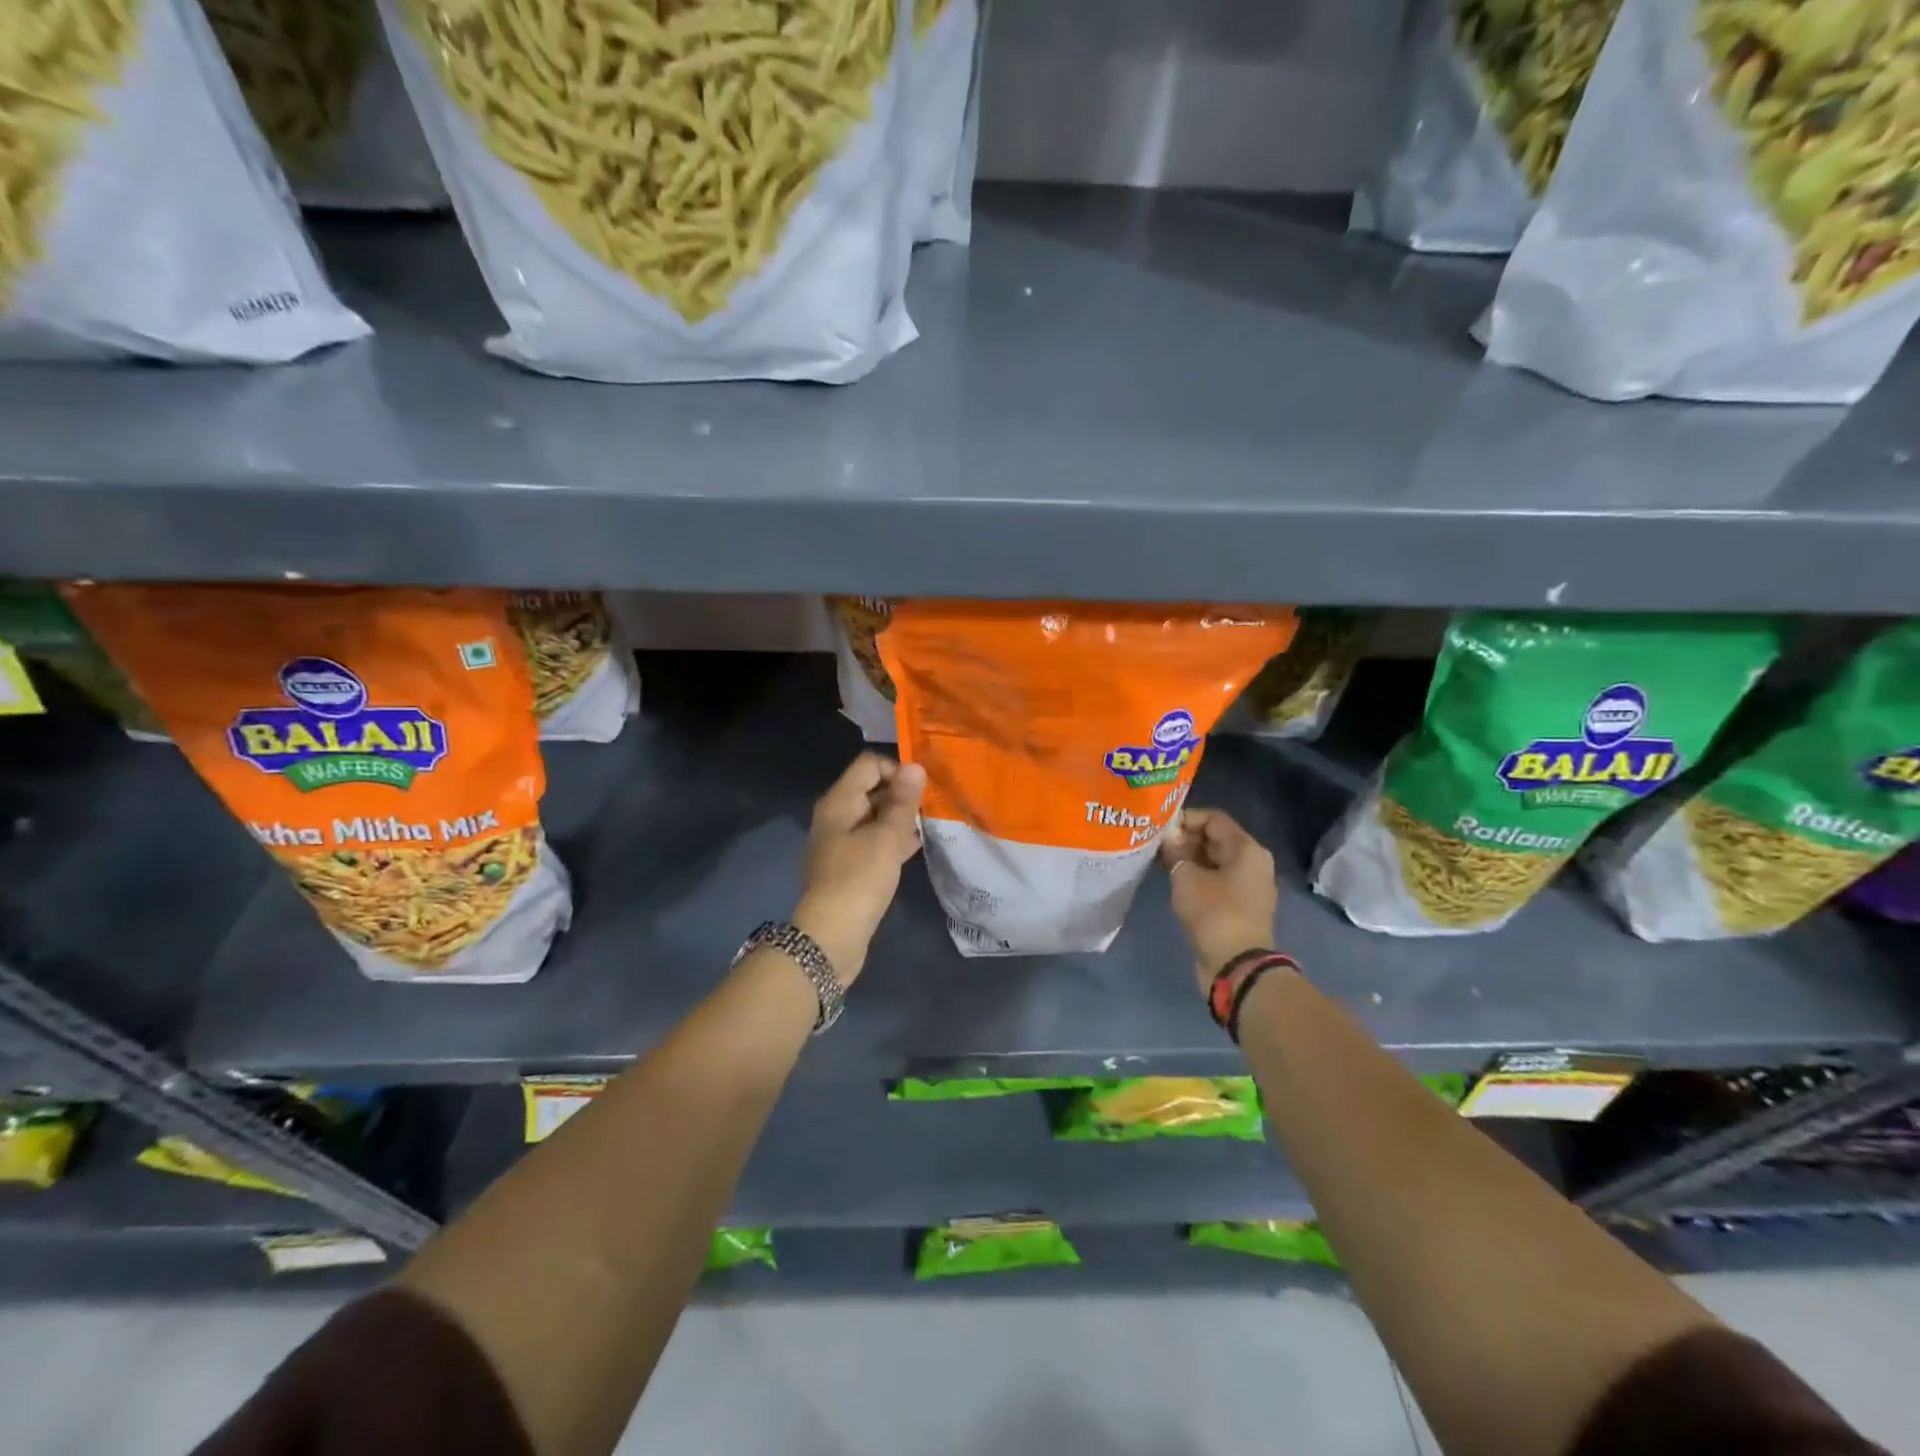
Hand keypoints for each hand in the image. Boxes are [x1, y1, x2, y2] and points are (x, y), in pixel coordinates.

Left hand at [794, 752, 926, 983]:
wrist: (833, 935)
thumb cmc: (860, 878)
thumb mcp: (887, 837)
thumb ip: (903, 802)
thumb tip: (915, 766)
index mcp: (839, 801)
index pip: (869, 764)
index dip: (897, 769)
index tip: (922, 790)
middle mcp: (836, 815)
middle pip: (872, 788)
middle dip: (902, 794)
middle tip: (931, 807)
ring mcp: (841, 841)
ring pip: (875, 816)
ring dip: (900, 818)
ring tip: (928, 826)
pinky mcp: (849, 865)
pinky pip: (873, 840)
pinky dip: (893, 839)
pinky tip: (915, 847)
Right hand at [1159, 808, 1278, 991]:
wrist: (1236, 965)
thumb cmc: (1214, 913)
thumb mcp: (1186, 877)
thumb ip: (1175, 852)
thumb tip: (1168, 838)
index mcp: (1247, 849)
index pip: (1214, 819)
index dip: (1186, 818)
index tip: (1160, 827)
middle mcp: (1252, 863)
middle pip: (1215, 839)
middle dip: (1184, 839)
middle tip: (1155, 844)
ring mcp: (1247, 886)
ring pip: (1213, 861)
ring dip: (1187, 859)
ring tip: (1158, 861)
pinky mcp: (1238, 906)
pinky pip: (1214, 881)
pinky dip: (1195, 877)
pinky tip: (1172, 880)